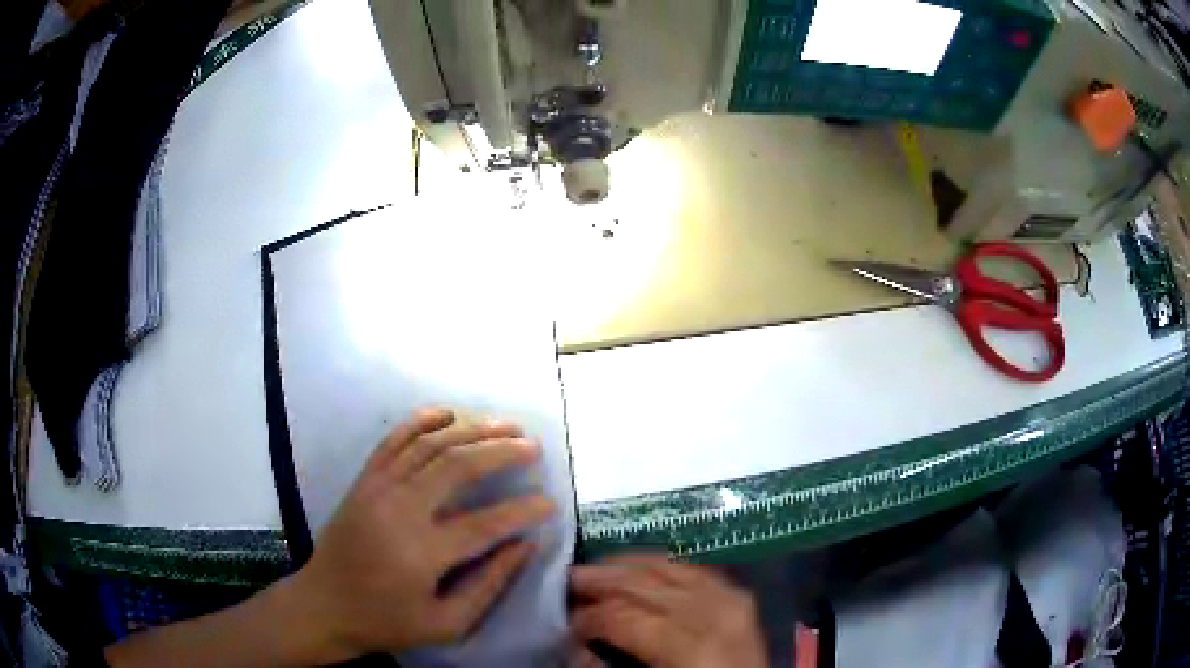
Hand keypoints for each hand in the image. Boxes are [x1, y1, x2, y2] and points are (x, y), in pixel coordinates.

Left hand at [286, 408, 555, 661]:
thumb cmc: (387, 622)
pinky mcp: (363, 480)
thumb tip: (525, 546)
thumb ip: (488, 586)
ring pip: (429, 445)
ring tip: (506, 425)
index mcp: (422, 554)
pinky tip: (448, 414)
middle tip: (533, 446)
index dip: (524, 510)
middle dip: (501, 451)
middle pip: (458, 466)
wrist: (324, 605)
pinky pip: (394, 440)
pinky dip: (422, 421)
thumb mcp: (446, 624)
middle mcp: (400, 510)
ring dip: (471, 429)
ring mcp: (378, 489)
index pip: (486, 524)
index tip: (550, 503)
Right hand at [569, 555, 767, 667]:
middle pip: (645, 583)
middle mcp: (713, 613)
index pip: (624, 617)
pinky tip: (643, 569)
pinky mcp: (740, 597)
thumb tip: (579, 647)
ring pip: (669, 567)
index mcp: (690, 646)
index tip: (566, 624)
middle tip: (567, 581)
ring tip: (597, 570)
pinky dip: (664, 566)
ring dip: (628, 565)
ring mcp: (732, 600)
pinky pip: (695, 570)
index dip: (588, 618)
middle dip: (600, 579)